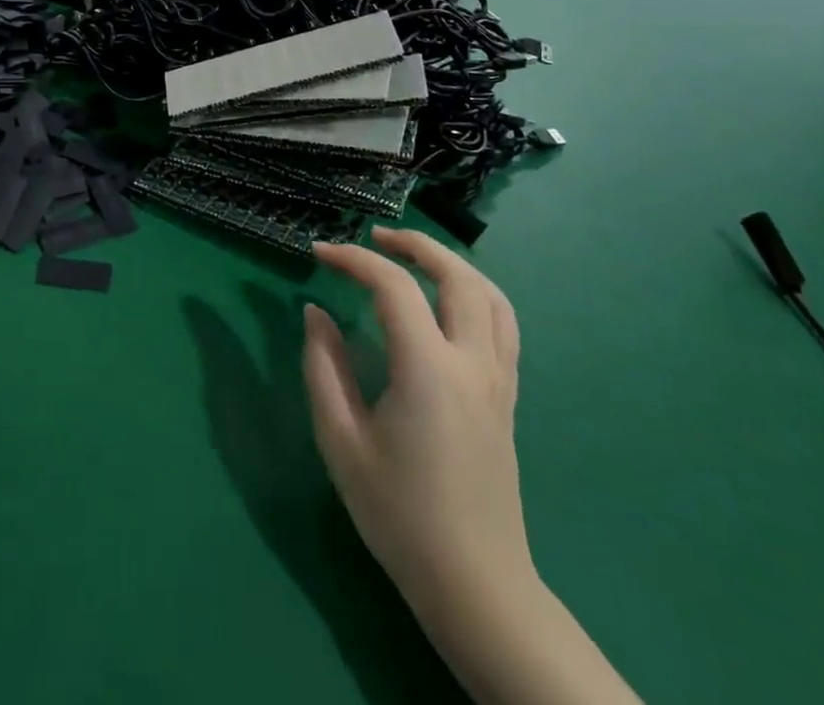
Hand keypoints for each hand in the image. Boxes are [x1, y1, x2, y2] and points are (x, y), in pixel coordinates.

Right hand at [303, 227, 530, 612]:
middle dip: (414, 244)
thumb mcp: (340, 440)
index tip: (318, 253)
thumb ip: (323, 367)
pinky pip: (502, 325)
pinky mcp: (507, 398)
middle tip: (373, 239)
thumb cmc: (398, 513)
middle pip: (458, 276)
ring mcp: (498, 380)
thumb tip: (316, 313)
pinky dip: (474, 294)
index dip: (352, 259)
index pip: (393, 287)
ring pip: (491, 296)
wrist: (474, 584)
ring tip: (412, 259)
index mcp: (428, 370)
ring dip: (451, 264)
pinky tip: (445, 304)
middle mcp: (472, 363)